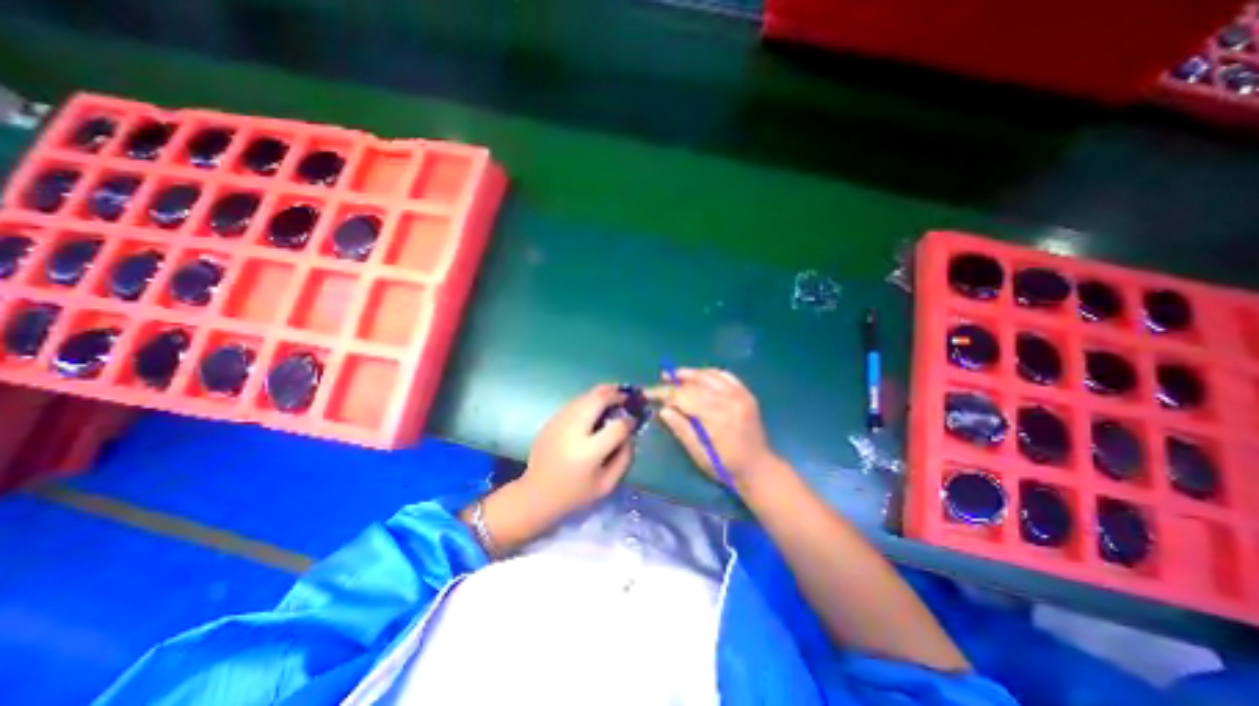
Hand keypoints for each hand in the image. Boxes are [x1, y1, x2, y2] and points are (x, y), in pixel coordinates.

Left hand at [523, 384, 639, 520]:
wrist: (536, 495)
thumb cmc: (574, 494)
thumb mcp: (606, 485)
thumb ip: (624, 458)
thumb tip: (630, 434)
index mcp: (588, 452)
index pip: (616, 427)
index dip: (628, 421)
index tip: (633, 421)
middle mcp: (572, 431)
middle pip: (597, 400)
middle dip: (615, 394)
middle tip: (626, 396)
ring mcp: (559, 422)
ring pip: (584, 397)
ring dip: (601, 394)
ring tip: (614, 395)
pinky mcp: (551, 421)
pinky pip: (574, 403)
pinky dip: (588, 400)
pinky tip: (595, 406)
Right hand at [648, 370, 783, 491]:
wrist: (758, 468)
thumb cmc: (725, 466)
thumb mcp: (699, 454)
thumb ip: (681, 429)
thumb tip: (664, 409)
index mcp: (717, 418)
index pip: (685, 396)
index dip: (665, 393)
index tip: (649, 392)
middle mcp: (730, 401)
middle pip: (696, 383)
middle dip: (675, 381)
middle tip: (661, 379)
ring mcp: (740, 395)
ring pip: (710, 375)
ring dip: (691, 373)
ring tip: (675, 374)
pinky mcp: (746, 394)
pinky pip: (725, 375)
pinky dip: (710, 373)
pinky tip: (700, 376)